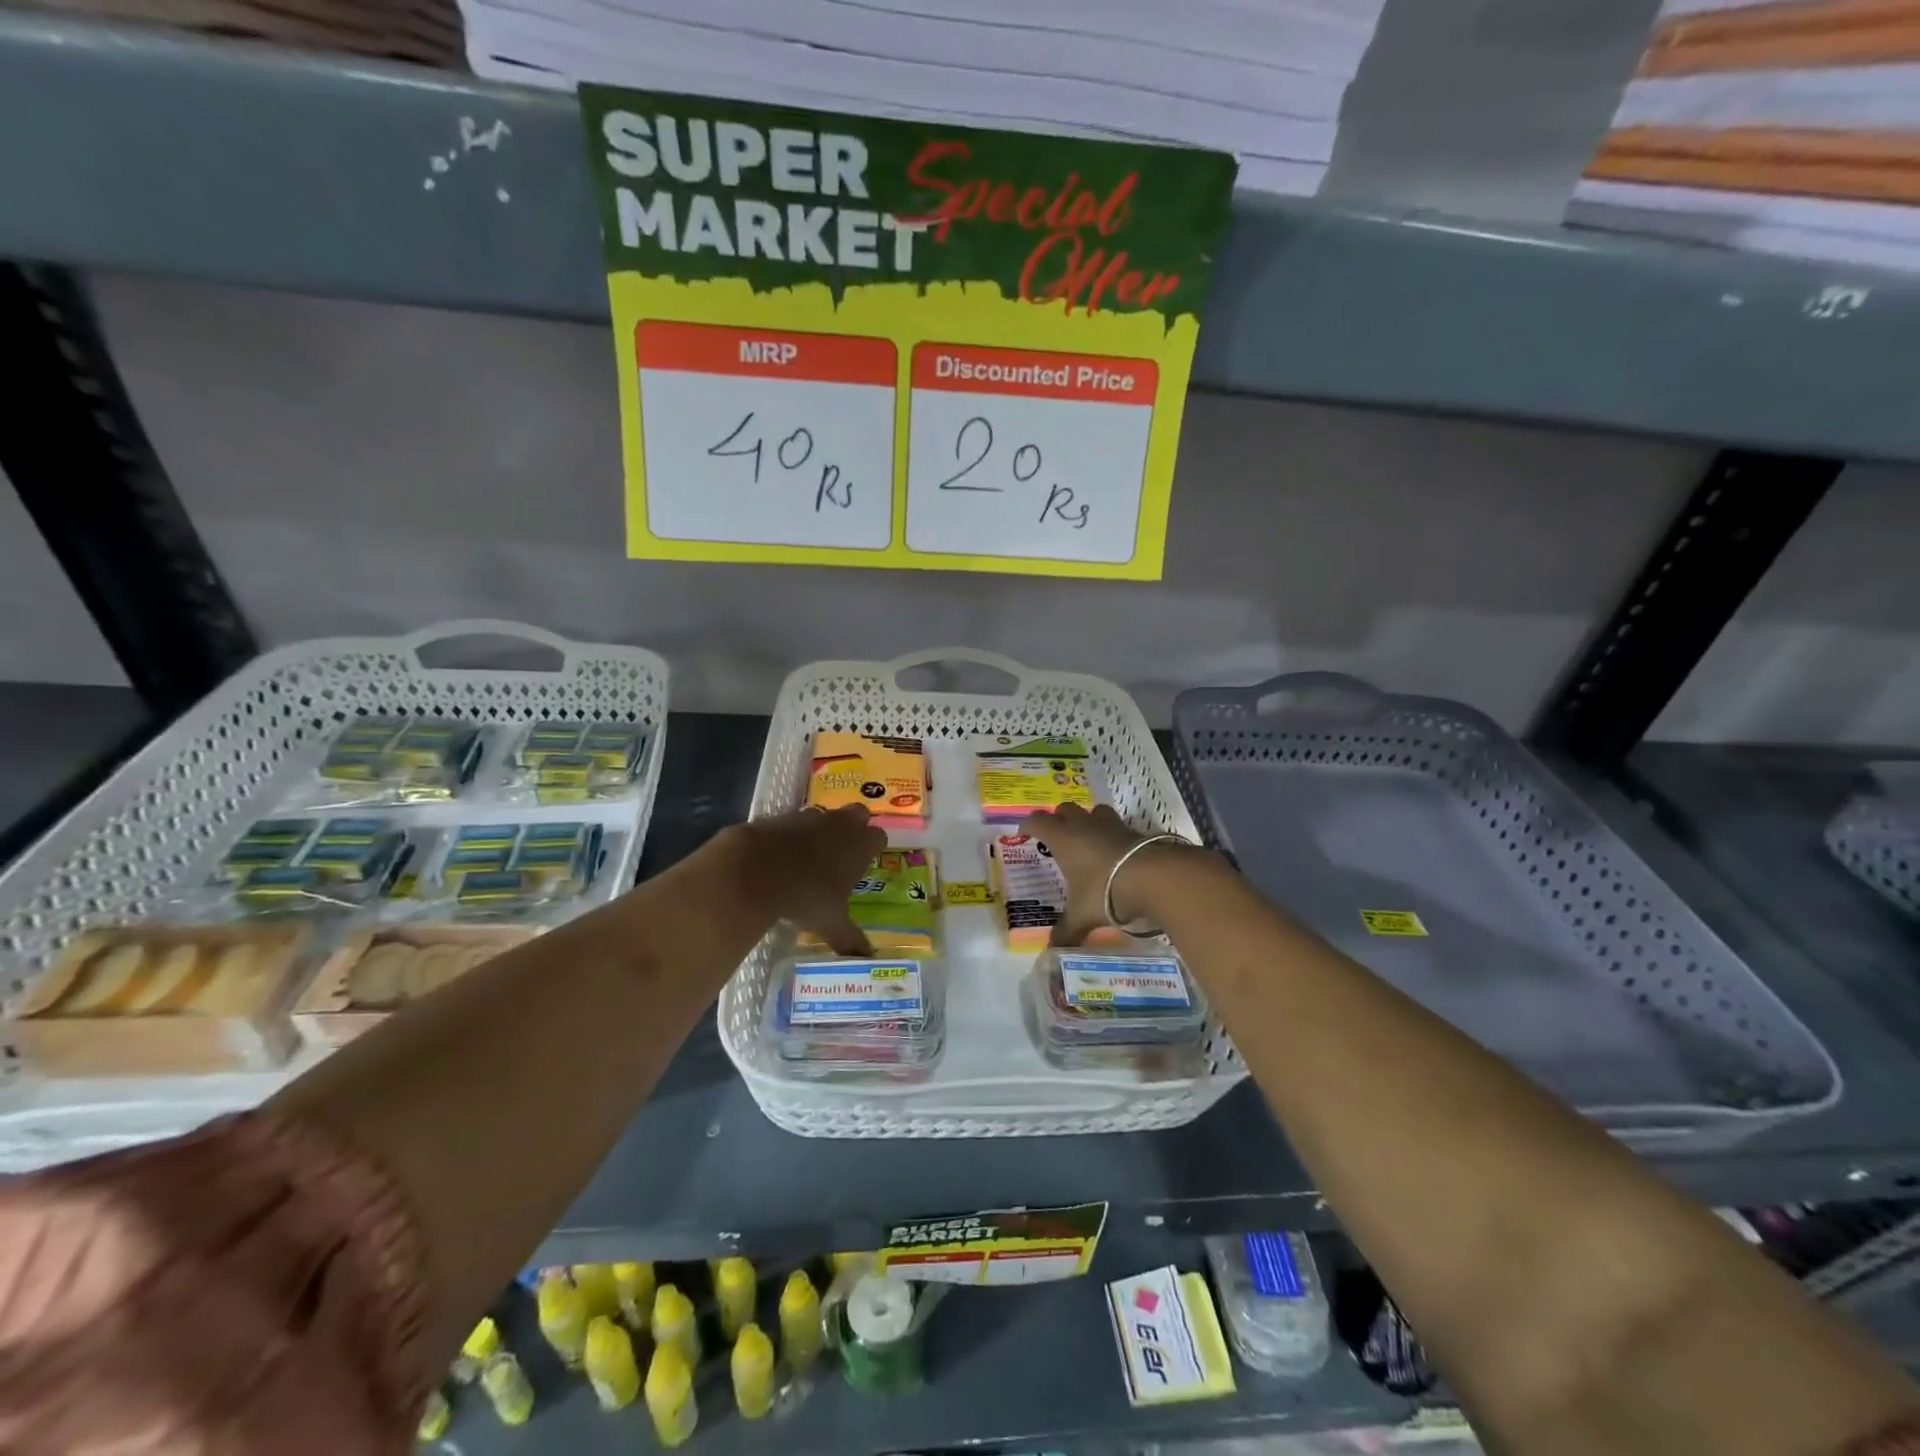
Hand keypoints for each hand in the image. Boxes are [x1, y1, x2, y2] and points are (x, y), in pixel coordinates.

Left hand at [724, 805, 886, 955]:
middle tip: (843, 854)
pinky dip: (791, 835)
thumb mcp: (830, 923)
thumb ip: (850, 939)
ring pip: (824, 816)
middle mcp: (839, 824)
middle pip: (858, 814)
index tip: (864, 864)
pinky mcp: (780, 816)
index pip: (879, 836)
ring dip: (821, 831)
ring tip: (809, 858)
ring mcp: (809, 817)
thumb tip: (866, 959)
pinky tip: (780, 857)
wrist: (754, 870)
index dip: (872, 848)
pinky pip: (793, 822)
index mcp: (860, 845)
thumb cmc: (805, 895)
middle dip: (854, 828)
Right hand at [1019, 803, 1160, 945]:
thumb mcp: (1081, 915)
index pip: (1038, 821)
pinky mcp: (1135, 831)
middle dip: (1058, 819)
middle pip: (1065, 809)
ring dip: (1087, 820)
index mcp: (1063, 838)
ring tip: (1087, 839)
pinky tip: (1114, 854)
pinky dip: (1112, 835)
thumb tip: (1053, 951)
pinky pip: (1117, 826)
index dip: (1028, 825)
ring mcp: (1111, 825)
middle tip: (1056, 838)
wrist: (1154, 877)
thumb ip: (1066, 931)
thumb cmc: (1105, 890)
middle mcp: (1084, 825)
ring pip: (1094, 811)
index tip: (1023, 835)